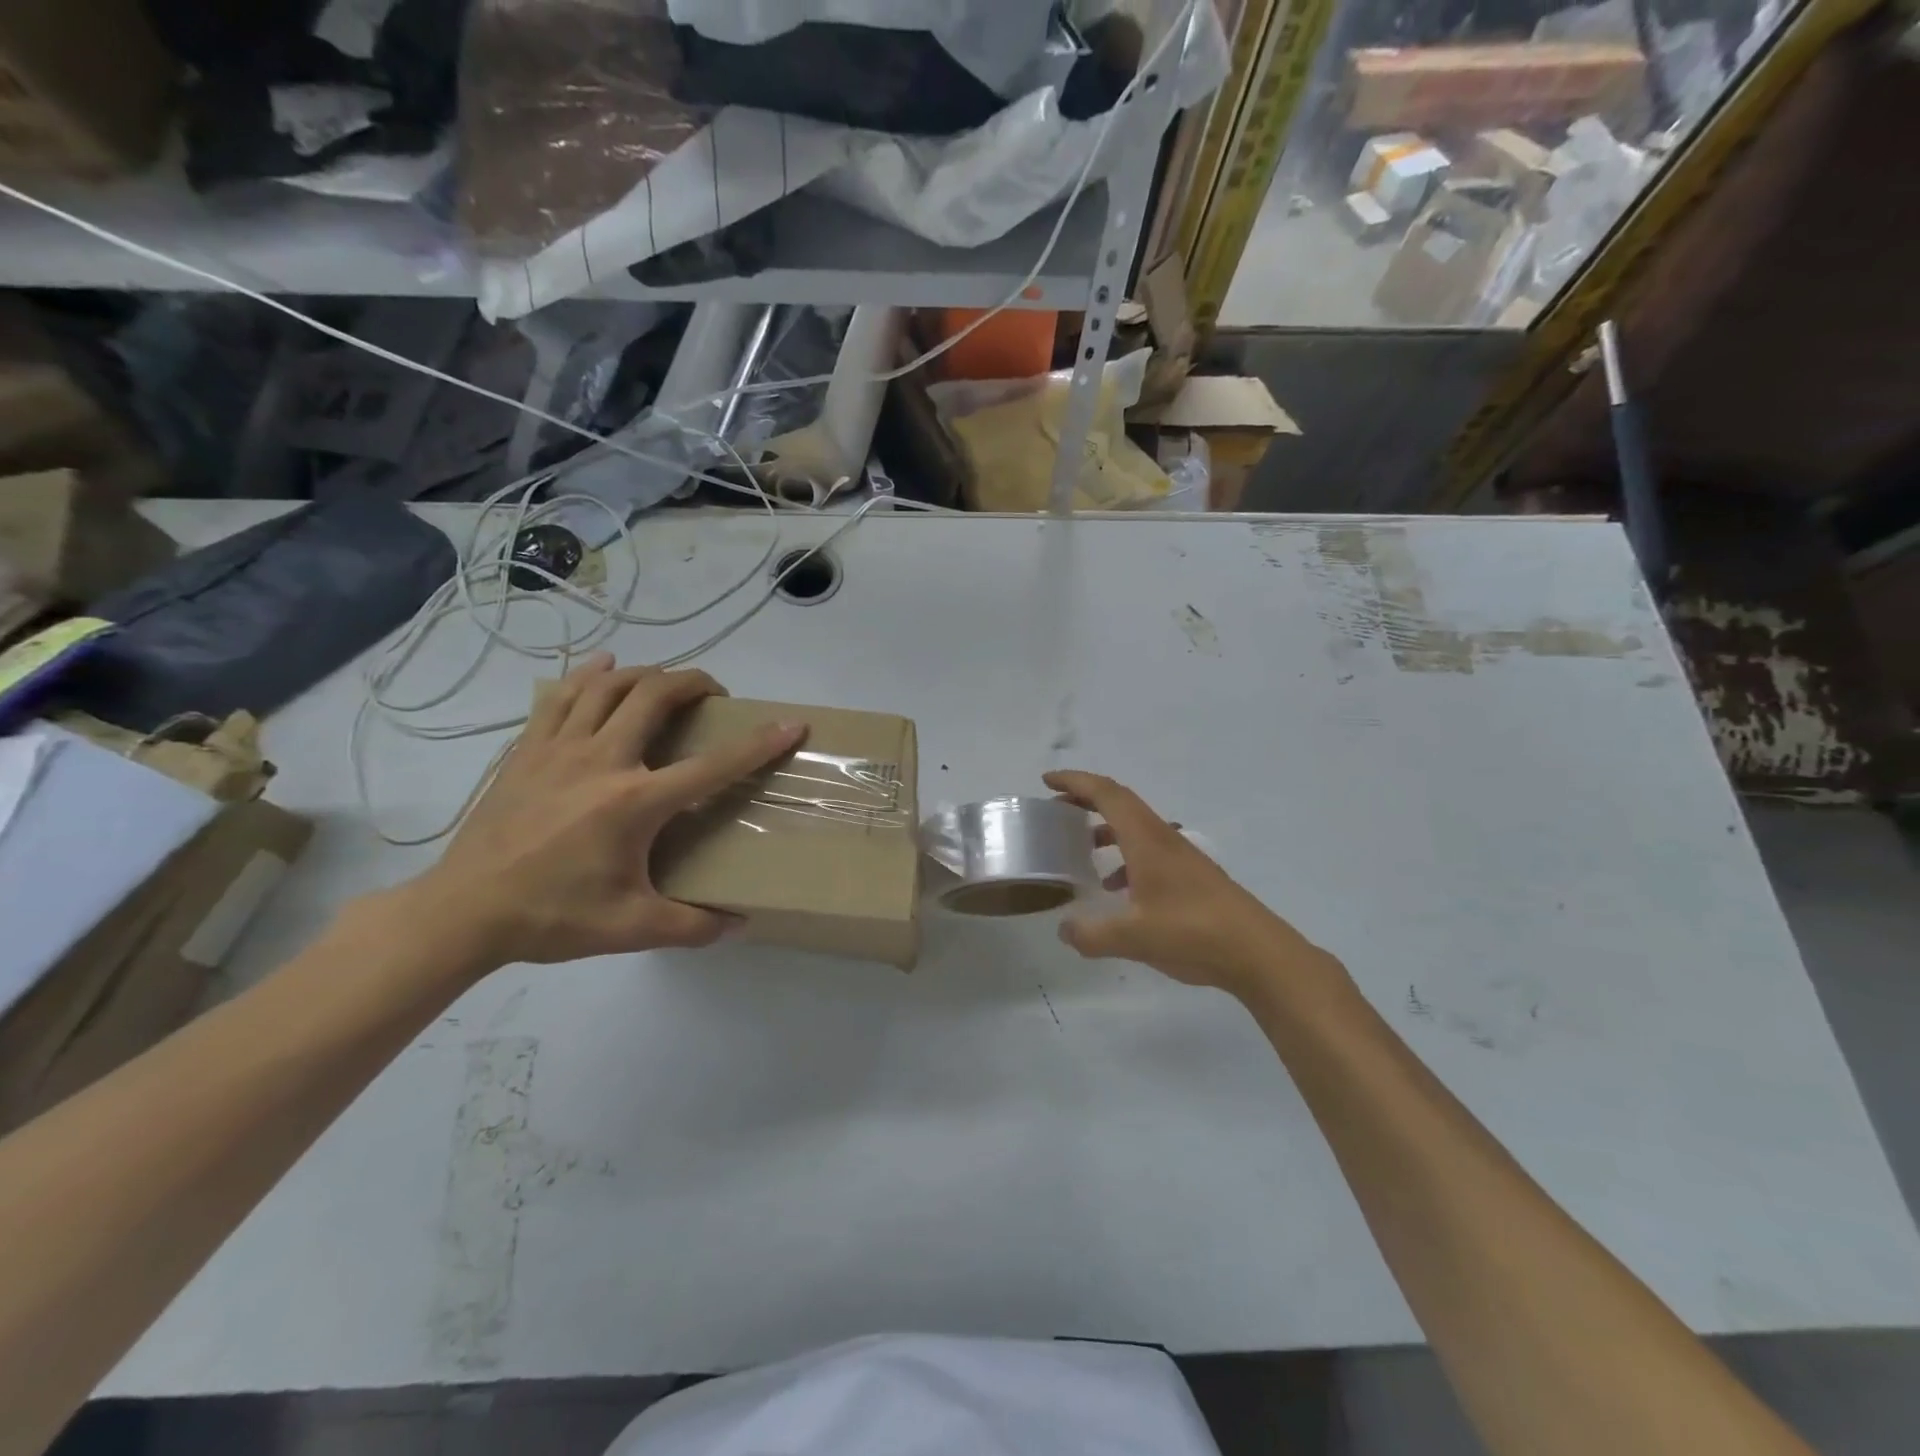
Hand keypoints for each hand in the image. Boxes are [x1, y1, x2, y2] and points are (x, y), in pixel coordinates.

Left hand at [384, 655, 804, 973]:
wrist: (462, 912)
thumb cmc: (552, 916)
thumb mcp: (631, 929)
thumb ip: (692, 926)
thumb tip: (739, 925)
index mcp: (635, 802)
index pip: (713, 765)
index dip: (759, 744)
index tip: (791, 724)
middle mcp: (602, 761)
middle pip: (656, 697)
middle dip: (695, 683)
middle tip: (715, 695)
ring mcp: (559, 749)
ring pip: (609, 685)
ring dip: (647, 674)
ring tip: (667, 683)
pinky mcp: (527, 750)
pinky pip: (560, 696)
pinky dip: (588, 675)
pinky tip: (603, 667)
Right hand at [1045, 770, 1332, 999]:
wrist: (1258, 953)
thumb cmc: (1193, 933)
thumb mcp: (1132, 937)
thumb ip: (1091, 934)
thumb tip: (1065, 930)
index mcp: (1146, 840)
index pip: (1107, 794)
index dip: (1075, 782)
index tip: (1047, 780)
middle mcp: (1163, 838)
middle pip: (1121, 803)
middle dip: (1086, 800)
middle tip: (1058, 809)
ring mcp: (1181, 856)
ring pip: (1136, 828)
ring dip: (1106, 828)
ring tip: (1082, 848)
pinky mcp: (1192, 876)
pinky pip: (1149, 852)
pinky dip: (1126, 858)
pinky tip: (1117, 890)